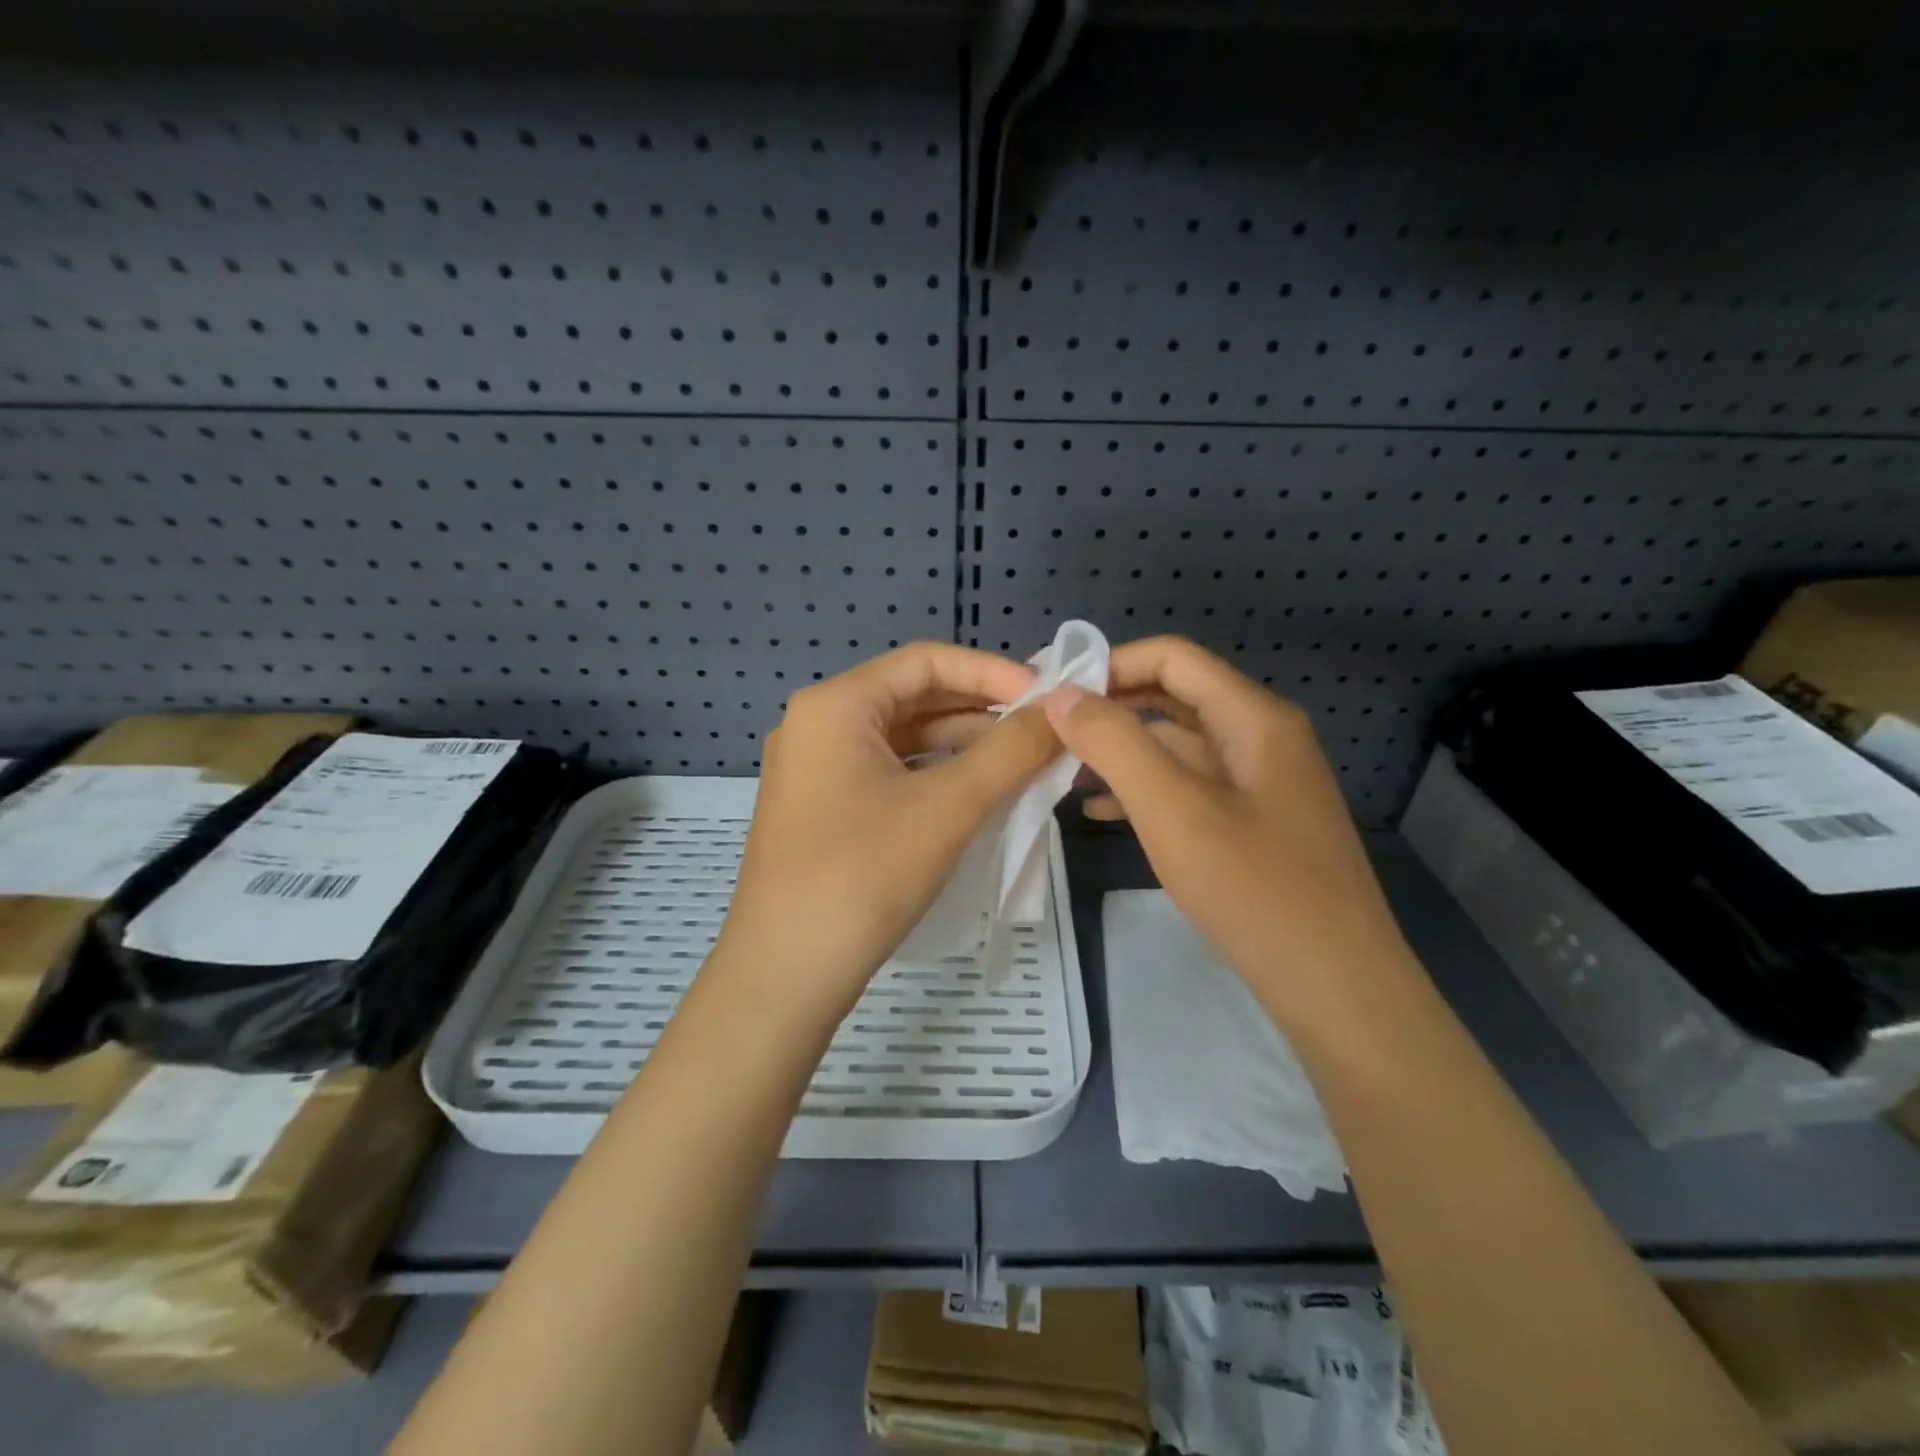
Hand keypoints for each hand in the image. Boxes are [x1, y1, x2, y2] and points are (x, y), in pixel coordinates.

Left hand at [712, 642, 1061, 1021]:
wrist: (785, 975)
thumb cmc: (864, 875)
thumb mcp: (948, 807)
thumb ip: (1012, 751)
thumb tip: (1062, 711)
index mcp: (836, 704)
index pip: (927, 660)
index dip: (992, 672)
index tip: (1047, 697)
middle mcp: (818, 724)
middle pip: (914, 697)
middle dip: (981, 710)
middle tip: (1043, 729)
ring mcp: (815, 769)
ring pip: (903, 739)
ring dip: (962, 745)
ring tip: (1023, 762)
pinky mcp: (822, 809)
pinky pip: (888, 773)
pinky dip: (935, 776)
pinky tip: (978, 794)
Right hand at [1044, 636, 1422, 1024]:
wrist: (1336, 988)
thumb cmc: (1254, 889)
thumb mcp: (1173, 809)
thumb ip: (1114, 743)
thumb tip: (1062, 694)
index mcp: (1253, 717)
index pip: (1171, 657)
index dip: (1109, 664)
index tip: (1052, 691)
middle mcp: (1262, 736)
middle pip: (1173, 697)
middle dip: (1109, 708)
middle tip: (1047, 731)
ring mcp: (1260, 782)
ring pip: (1177, 745)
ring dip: (1121, 751)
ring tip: (1061, 771)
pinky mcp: (1253, 822)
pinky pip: (1189, 786)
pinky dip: (1144, 789)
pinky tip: (1099, 811)